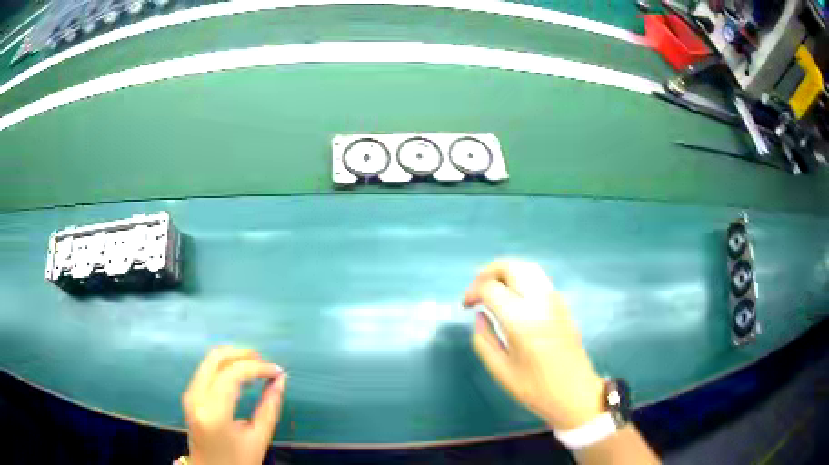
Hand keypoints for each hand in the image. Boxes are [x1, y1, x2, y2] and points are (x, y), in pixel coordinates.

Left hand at [182, 347, 286, 464]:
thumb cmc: (238, 462)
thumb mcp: (258, 439)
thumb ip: (270, 408)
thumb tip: (281, 380)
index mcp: (213, 412)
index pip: (233, 374)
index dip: (258, 367)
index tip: (278, 372)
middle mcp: (196, 397)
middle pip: (216, 357)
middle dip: (243, 354)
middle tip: (265, 363)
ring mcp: (190, 394)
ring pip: (210, 360)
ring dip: (234, 359)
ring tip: (257, 369)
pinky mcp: (190, 395)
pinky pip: (207, 370)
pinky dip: (225, 367)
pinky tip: (242, 376)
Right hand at [463, 260, 604, 429]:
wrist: (575, 393)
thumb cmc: (536, 388)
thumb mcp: (500, 370)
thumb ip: (483, 340)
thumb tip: (480, 316)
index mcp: (521, 320)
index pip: (491, 287)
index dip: (473, 291)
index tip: (466, 306)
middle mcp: (539, 301)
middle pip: (511, 266)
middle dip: (488, 272)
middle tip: (477, 290)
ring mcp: (554, 299)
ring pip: (527, 267)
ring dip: (505, 271)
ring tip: (492, 289)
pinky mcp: (562, 303)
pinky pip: (538, 278)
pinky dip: (520, 277)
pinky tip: (513, 297)